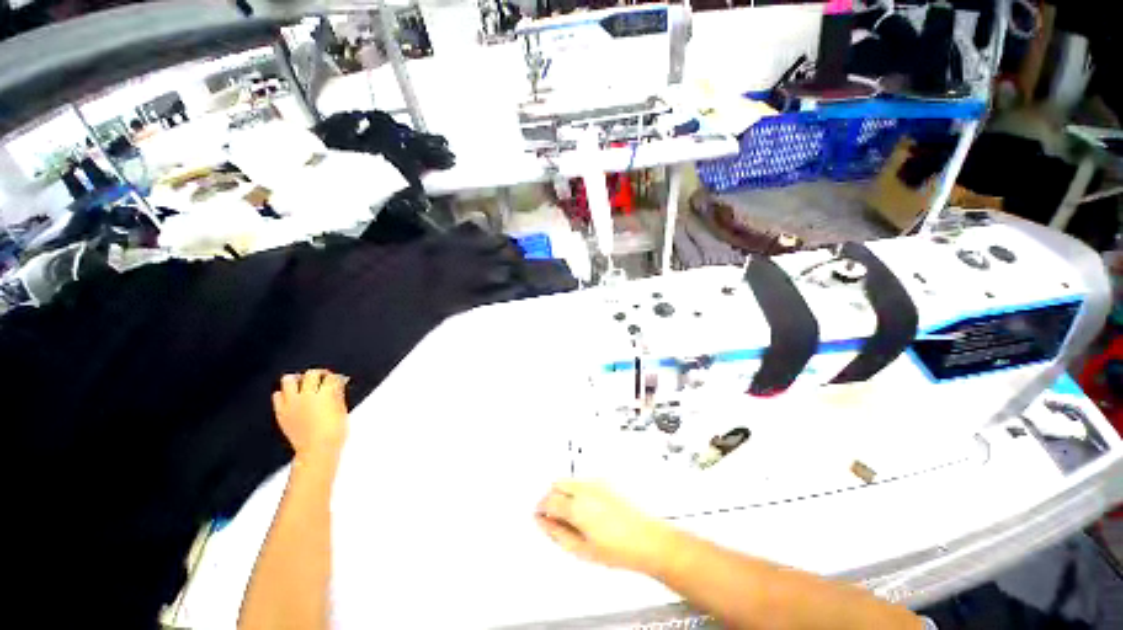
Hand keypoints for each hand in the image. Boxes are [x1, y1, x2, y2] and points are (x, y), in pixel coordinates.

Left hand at [272, 369, 349, 459]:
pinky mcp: (281, 412)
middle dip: (319, 374)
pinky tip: (292, 398)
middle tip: (323, 378)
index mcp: (326, 394)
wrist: (317, 449)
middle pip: (311, 374)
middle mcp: (307, 395)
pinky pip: (277, 395)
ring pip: (289, 380)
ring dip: (298, 380)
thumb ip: (338, 394)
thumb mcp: (342, 410)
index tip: (339, 380)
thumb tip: (338, 384)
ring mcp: (292, 403)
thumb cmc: (334, 432)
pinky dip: (284, 393)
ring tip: (303, 384)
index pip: (332, 377)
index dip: (337, 377)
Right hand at [535, 480, 671, 574]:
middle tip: (553, 515)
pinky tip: (587, 510)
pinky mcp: (607, 481)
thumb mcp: (582, 550)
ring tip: (573, 516)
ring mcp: (598, 482)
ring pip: (571, 480)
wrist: (648, 540)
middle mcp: (586, 488)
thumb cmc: (621, 549)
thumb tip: (544, 523)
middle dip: (551, 497)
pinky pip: (584, 481)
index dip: (541, 508)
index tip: (540, 516)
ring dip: (565, 493)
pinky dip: (578, 490)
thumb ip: (558, 534)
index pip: (549, 499)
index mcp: (578, 505)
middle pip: (558, 483)